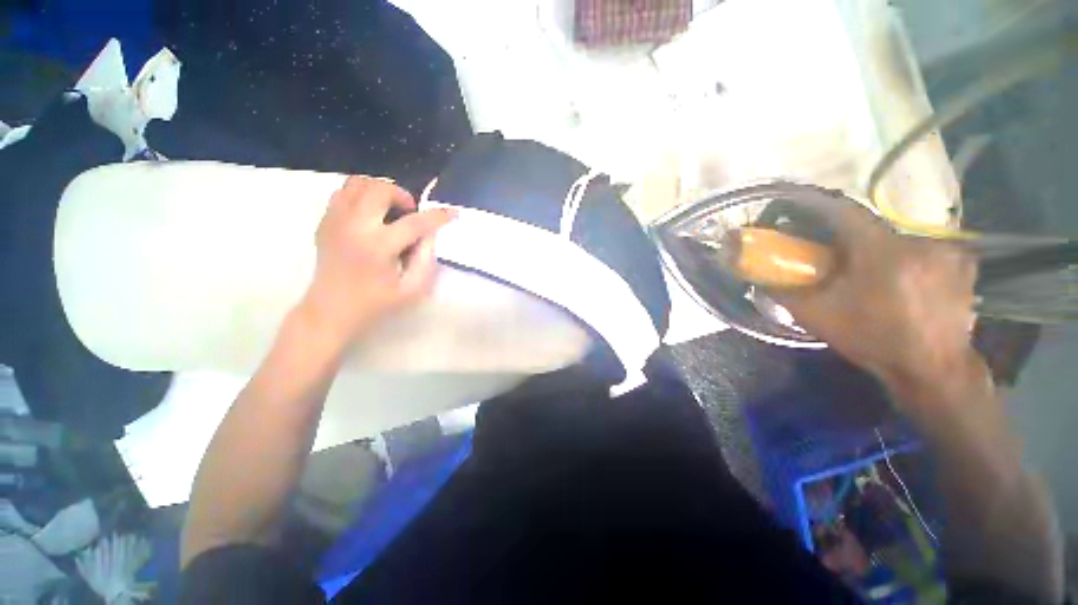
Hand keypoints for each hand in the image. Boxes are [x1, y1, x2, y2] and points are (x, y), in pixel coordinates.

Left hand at [297, 176, 454, 343]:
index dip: (438, 216)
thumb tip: (430, 234)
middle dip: (403, 196)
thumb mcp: (412, 290)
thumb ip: (427, 260)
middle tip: (410, 214)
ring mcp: (335, 220)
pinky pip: (343, 192)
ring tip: (390, 210)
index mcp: (379, 246)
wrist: (330, 311)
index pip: (415, 223)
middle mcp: (354, 226)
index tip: (453, 213)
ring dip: (381, 191)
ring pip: (358, 183)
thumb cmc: (375, 303)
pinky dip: (361, 196)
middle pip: (381, 190)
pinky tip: (370, 214)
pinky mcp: (324, 221)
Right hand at [772, 204, 980, 406]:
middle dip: (847, 239)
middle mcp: (919, 241)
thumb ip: (784, 292)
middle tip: (833, 257)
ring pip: (896, 238)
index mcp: (882, 252)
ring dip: (877, 250)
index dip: (816, 207)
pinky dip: (905, 258)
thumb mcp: (816, 317)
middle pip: (870, 227)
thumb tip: (759, 277)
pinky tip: (899, 279)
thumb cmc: (872, 339)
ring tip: (868, 274)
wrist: (931, 369)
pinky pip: (922, 249)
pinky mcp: (962, 261)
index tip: (797, 210)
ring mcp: (946, 249)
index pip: (843, 210)